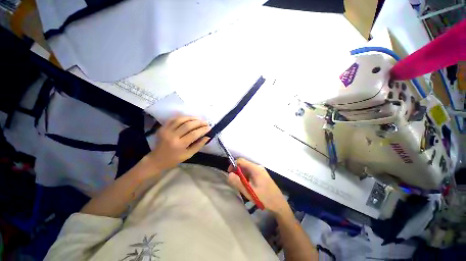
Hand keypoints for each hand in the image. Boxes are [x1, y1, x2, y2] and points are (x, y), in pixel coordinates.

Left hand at [148, 116, 209, 171]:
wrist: (157, 159)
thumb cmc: (174, 159)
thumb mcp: (189, 155)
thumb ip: (199, 145)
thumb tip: (207, 137)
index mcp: (179, 145)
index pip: (194, 134)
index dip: (203, 130)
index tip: (209, 128)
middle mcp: (172, 136)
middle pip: (188, 125)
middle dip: (199, 122)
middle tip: (206, 122)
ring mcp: (166, 130)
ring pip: (181, 120)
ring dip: (191, 118)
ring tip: (199, 119)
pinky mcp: (162, 128)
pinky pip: (173, 119)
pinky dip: (182, 117)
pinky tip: (188, 118)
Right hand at [228, 158, 289, 215]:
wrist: (279, 205)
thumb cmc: (264, 198)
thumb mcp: (249, 191)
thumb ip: (238, 182)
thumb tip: (229, 174)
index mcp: (255, 168)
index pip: (241, 161)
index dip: (233, 165)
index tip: (230, 174)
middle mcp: (258, 167)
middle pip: (244, 165)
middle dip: (237, 172)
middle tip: (235, 182)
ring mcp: (260, 171)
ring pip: (247, 169)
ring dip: (242, 176)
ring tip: (241, 186)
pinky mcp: (262, 176)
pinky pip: (251, 173)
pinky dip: (246, 178)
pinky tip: (247, 186)